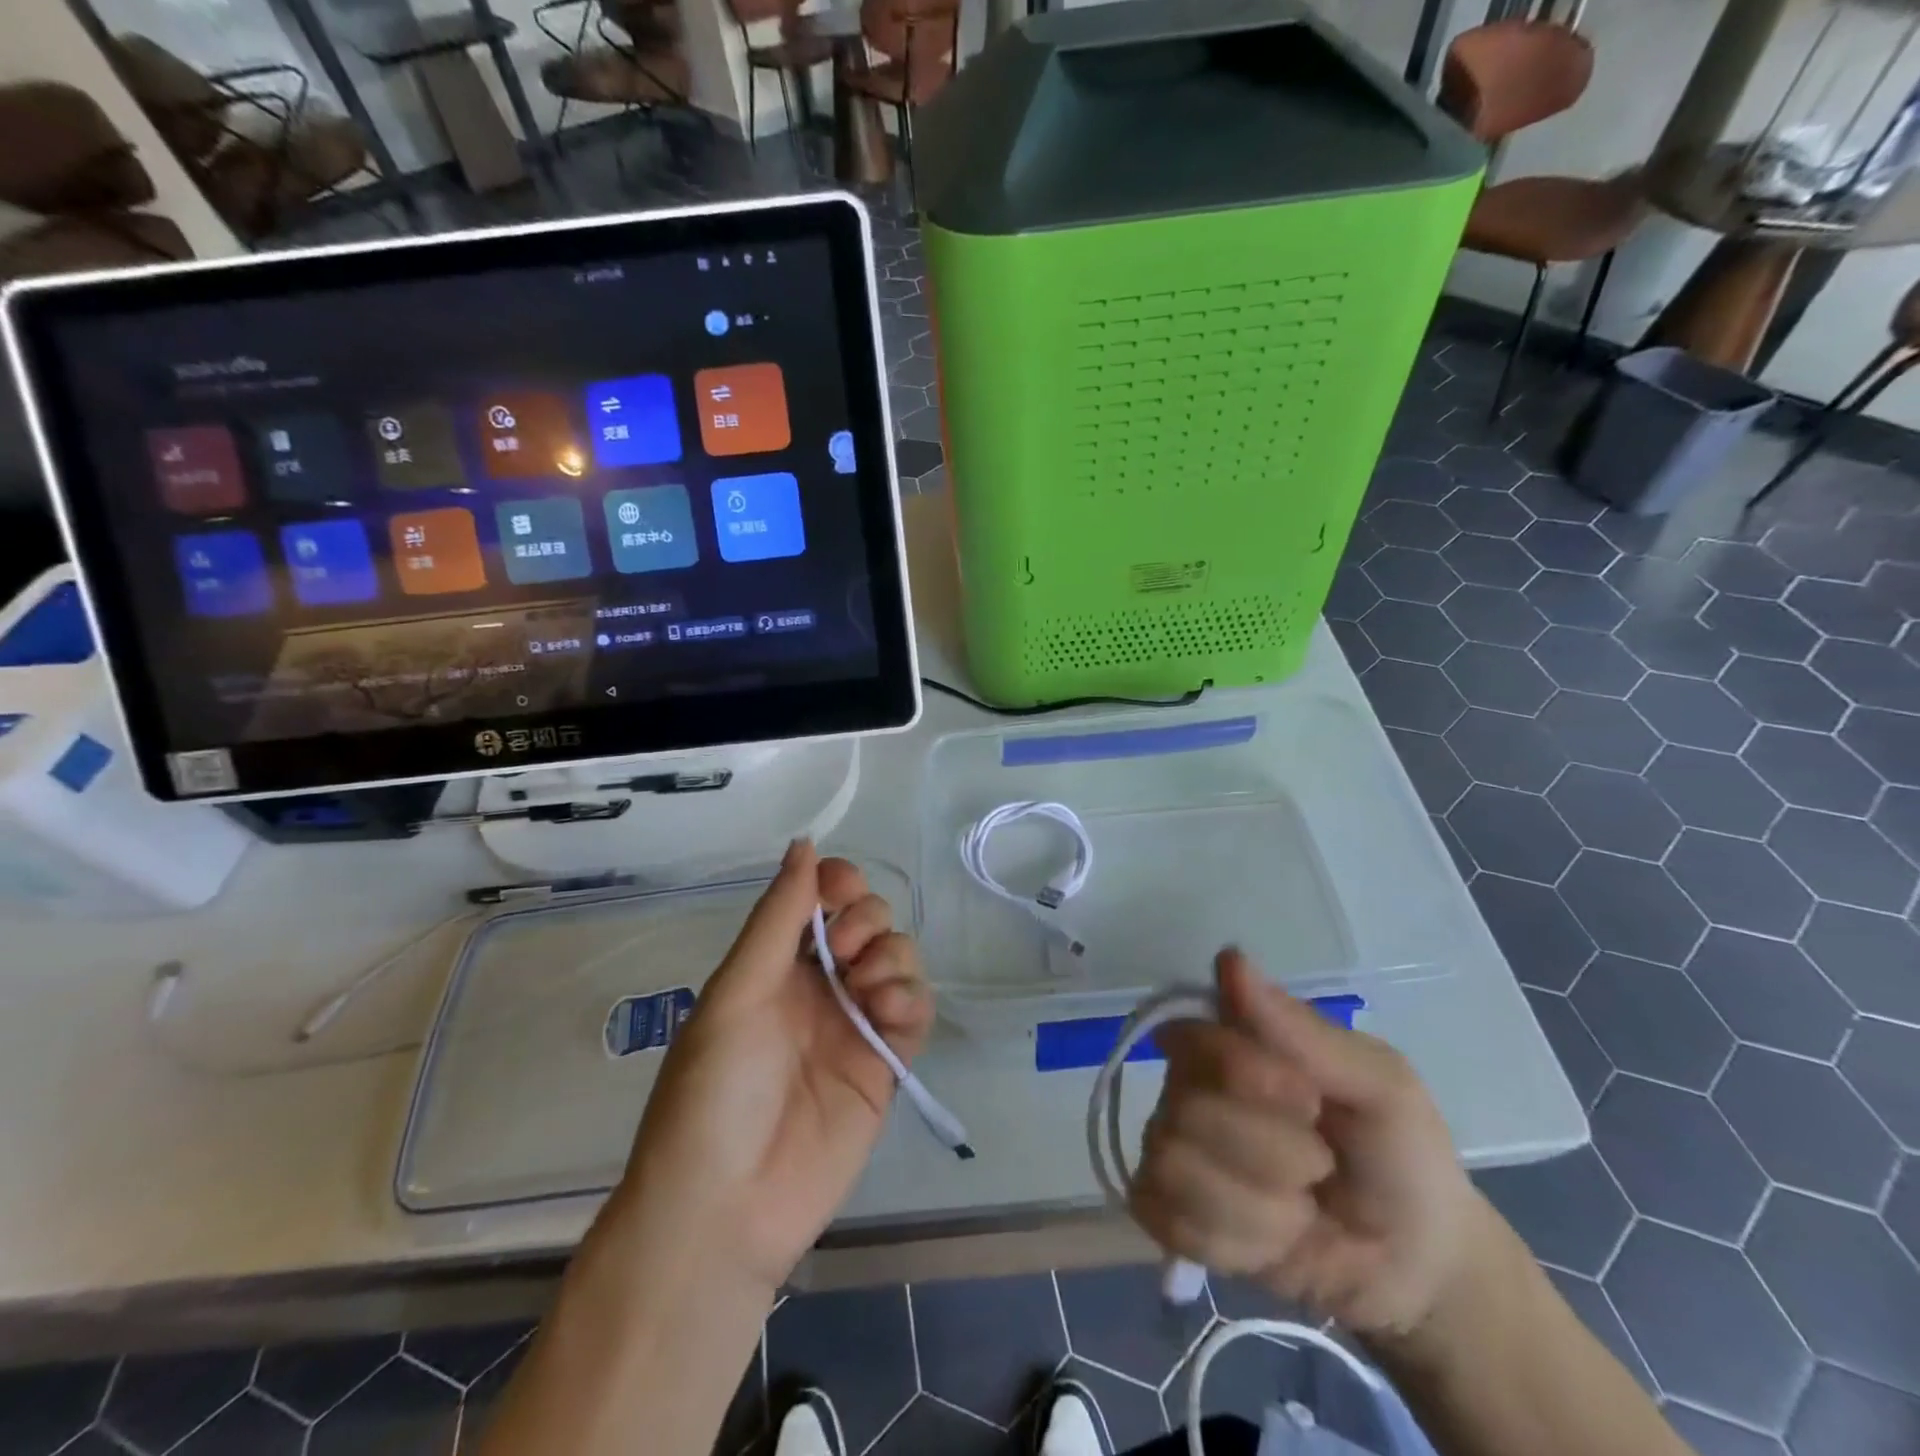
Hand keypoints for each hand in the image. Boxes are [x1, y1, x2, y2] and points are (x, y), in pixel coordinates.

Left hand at [611, 840, 933, 1293]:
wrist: (725, 1210)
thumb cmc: (713, 1090)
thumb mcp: (737, 992)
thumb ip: (778, 917)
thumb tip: (805, 842)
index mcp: (775, 963)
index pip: (821, 899)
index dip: (839, 884)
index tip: (842, 890)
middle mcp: (818, 985)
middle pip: (869, 920)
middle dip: (867, 919)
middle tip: (847, 952)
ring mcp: (854, 1024)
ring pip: (899, 958)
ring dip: (892, 955)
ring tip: (867, 987)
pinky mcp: (885, 1065)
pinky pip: (916, 1009)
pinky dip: (910, 997)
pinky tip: (886, 1010)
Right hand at [1130, 949, 1481, 1337]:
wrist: (1419, 1267)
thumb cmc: (1400, 1153)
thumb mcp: (1379, 1084)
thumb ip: (1303, 1030)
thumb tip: (1229, 960)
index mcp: (1228, 1044)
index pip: (1192, 1038)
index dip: (1245, 1074)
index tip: (1309, 1101)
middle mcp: (1187, 1087)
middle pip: (1184, 1111)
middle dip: (1269, 1152)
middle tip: (1320, 1166)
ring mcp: (1174, 1152)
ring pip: (1174, 1168)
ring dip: (1258, 1207)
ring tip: (1300, 1210)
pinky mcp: (1171, 1216)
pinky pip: (1166, 1221)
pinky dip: (1232, 1242)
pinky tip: (1271, 1240)